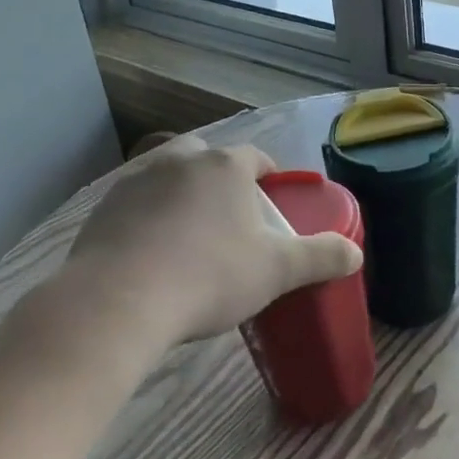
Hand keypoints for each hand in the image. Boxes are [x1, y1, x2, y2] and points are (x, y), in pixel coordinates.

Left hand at [61, 135, 362, 347]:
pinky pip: (135, 202)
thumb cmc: (208, 277)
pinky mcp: (102, 208)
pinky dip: (147, 216)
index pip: (254, 156)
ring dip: (181, 193)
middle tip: (230, 215)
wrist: (117, 302)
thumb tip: (356, 252)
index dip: (267, 173)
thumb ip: (321, 257)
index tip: (272, 196)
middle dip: (220, 177)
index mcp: (224, 167)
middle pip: (206, 157)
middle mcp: (179, 161)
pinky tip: (150, 251)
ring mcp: (136, 181)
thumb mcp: (277, 271)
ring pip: (167, 175)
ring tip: (189, 233)